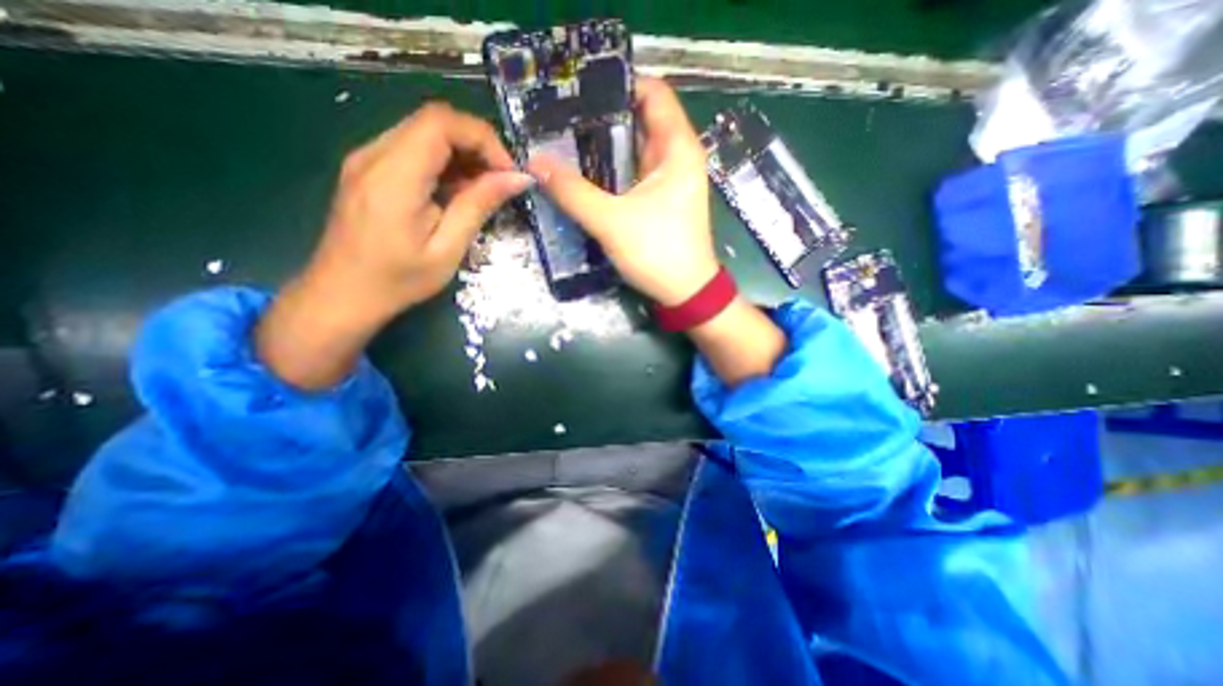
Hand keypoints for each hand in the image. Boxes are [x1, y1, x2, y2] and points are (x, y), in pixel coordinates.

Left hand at [257, 101, 530, 390]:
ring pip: (425, 133)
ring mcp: (367, 159)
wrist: (342, 295)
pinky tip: (456, 193)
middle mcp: (374, 154)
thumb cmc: (398, 280)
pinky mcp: (368, 169)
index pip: (441, 123)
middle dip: (477, 146)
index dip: (483, 138)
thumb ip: (479, 205)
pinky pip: (413, 150)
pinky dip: (444, 164)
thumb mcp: (447, 248)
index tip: (509, 173)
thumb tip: (518, 179)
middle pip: (434, 122)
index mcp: (394, 176)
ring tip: (483, 191)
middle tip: (502, 182)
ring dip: (463, 155)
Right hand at [525, 72, 718, 305]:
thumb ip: (573, 192)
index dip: (617, 84)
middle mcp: (677, 156)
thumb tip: (535, 162)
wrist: (685, 293)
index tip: (579, 89)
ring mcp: (668, 179)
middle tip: (560, 116)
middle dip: (601, 116)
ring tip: (564, 139)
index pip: (653, 92)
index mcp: (677, 148)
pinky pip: (632, 172)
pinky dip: (611, 168)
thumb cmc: (658, 253)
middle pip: (639, 119)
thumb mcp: (612, 222)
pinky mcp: (660, 199)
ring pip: (633, 148)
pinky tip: (584, 171)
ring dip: (603, 145)